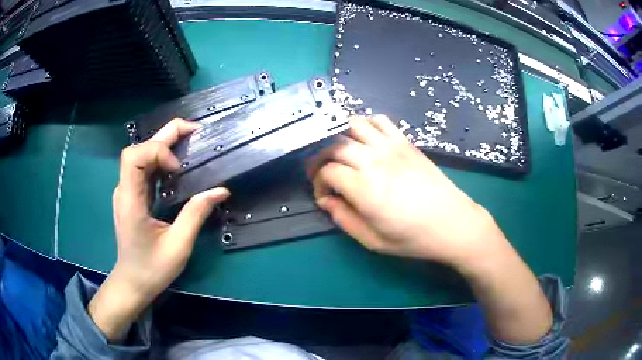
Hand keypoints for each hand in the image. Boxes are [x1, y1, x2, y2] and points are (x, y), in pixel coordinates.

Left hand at [89, 118, 229, 341]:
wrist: (133, 282)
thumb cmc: (152, 269)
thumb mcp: (178, 246)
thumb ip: (196, 214)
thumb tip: (220, 190)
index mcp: (130, 201)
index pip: (134, 156)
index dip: (157, 151)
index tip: (179, 168)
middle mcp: (125, 190)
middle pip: (138, 149)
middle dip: (166, 135)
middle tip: (196, 133)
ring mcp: (127, 191)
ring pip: (142, 155)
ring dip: (165, 145)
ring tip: (191, 145)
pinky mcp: (132, 195)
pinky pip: (145, 168)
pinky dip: (162, 159)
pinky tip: (178, 166)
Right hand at [309, 115, 504, 267]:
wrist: (452, 223)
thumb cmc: (413, 237)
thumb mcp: (373, 241)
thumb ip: (344, 219)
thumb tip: (327, 201)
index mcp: (365, 188)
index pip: (327, 172)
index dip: (318, 182)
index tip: (324, 195)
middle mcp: (375, 160)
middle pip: (334, 145)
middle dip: (320, 158)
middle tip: (323, 173)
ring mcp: (391, 147)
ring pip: (353, 125)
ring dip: (339, 135)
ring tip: (340, 152)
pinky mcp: (405, 142)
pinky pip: (380, 120)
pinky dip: (366, 123)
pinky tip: (365, 140)